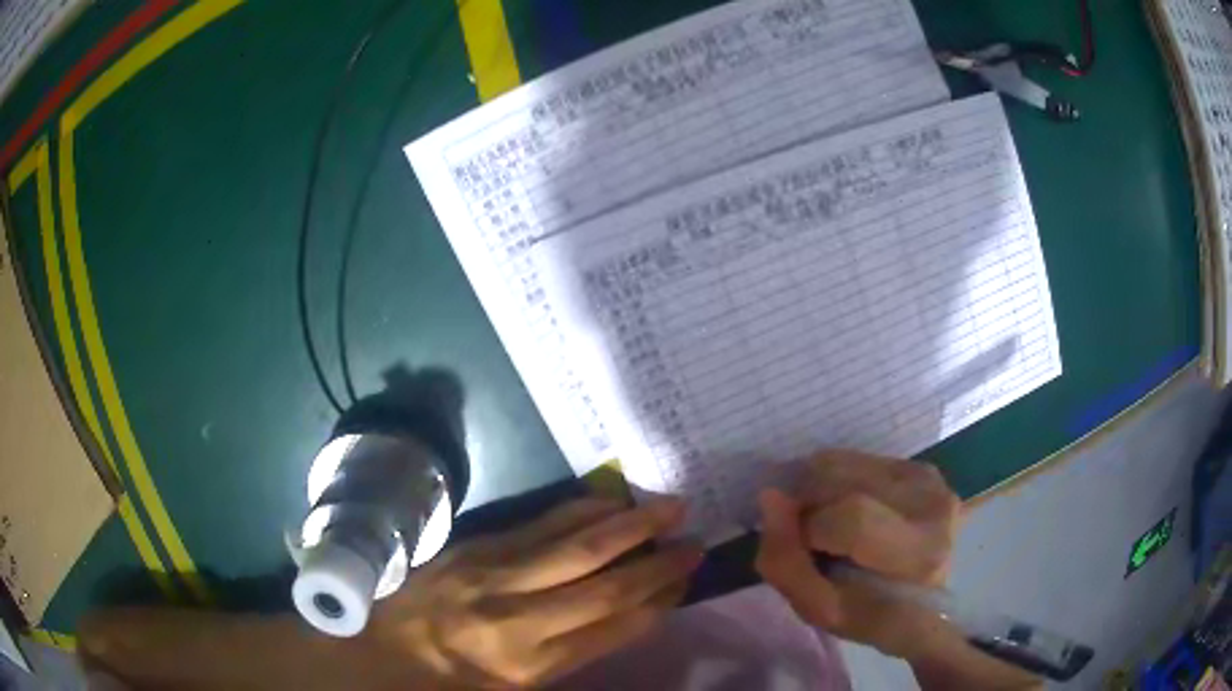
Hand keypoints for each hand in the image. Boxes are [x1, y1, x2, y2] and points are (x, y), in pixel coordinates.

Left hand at [367, 496, 701, 688]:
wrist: (381, 646)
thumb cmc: (453, 681)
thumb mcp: (516, 686)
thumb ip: (570, 651)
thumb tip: (623, 613)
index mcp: (531, 665)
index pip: (613, 628)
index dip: (657, 601)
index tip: (686, 581)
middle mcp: (519, 618)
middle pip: (604, 583)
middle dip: (656, 561)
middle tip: (694, 538)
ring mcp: (494, 575)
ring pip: (576, 544)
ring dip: (628, 524)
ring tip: (667, 507)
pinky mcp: (476, 547)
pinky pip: (540, 523)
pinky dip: (582, 510)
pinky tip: (608, 501)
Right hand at [755, 450, 1039, 688]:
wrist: (923, 606)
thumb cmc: (873, 618)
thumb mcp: (821, 611)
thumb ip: (786, 562)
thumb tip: (771, 497)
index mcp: (920, 552)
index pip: (852, 518)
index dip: (811, 532)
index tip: (807, 551)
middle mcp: (933, 503)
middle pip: (842, 480)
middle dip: (809, 505)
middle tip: (812, 537)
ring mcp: (930, 478)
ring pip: (844, 463)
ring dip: (820, 491)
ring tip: (831, 524)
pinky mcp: (921, 466)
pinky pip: (857, 459)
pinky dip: (838, 482)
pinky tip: (849, 509)